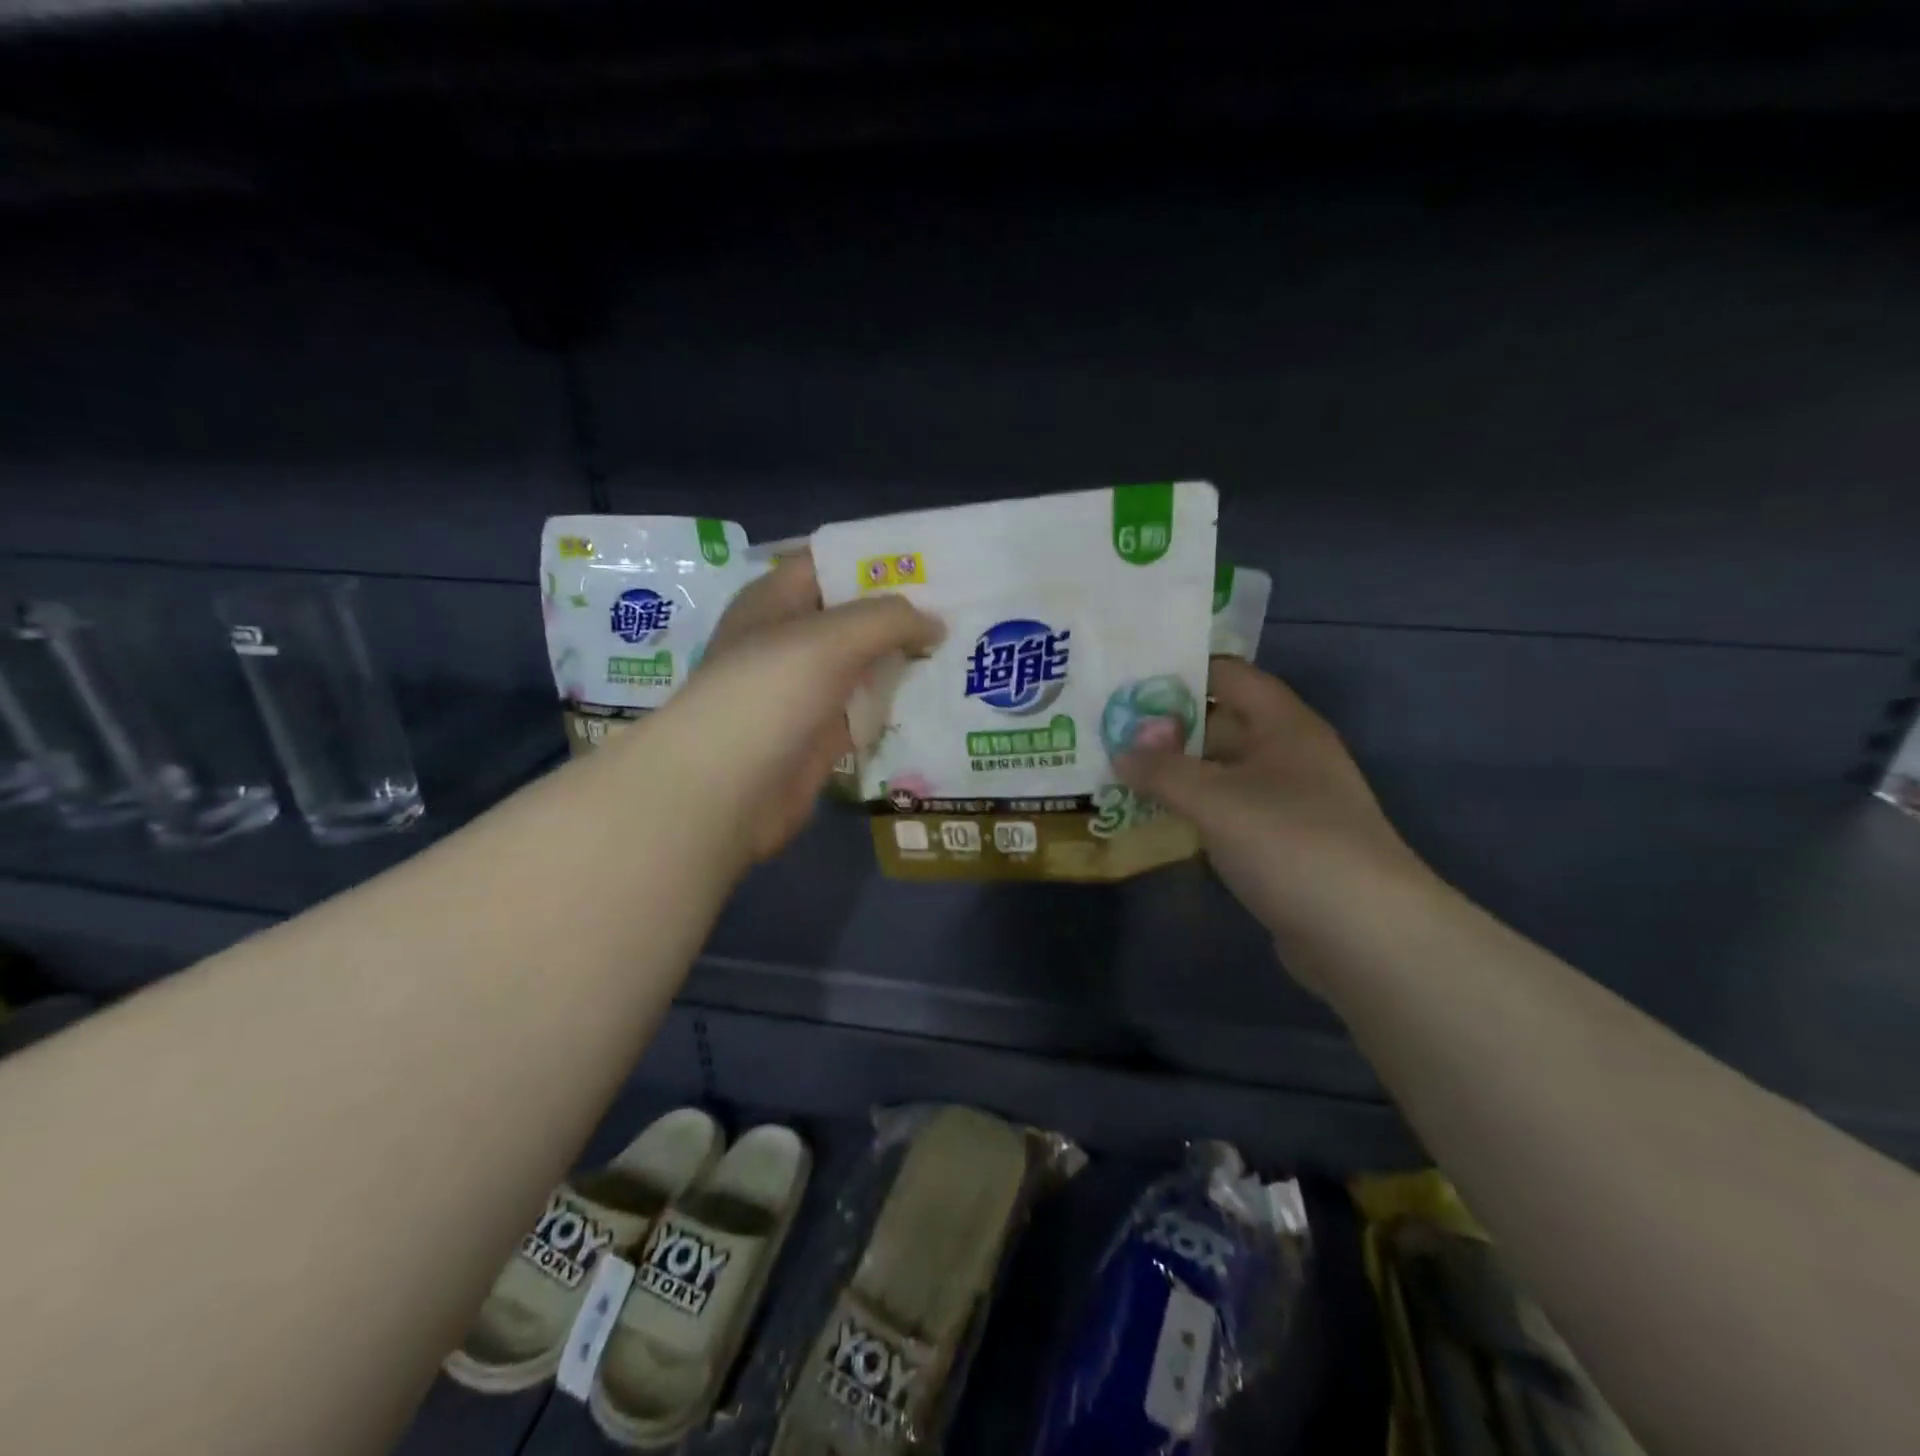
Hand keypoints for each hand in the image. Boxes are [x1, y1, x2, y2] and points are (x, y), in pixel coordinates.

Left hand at [644, 554, 940, 864]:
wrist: (725, 787)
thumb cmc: (770, 691)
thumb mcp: (832, 637)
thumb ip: (889, 619)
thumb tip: (936, 624)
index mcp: (776, 600)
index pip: (830, 563)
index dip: (878, 559)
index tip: (935, 561)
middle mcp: (789, 640)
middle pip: (853, 616)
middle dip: (902, 613)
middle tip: (963, 608)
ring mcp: (804, 690)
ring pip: (863, 665)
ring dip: (904, 660)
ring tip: (963, 648)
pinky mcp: (819, 735)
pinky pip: (866, 710)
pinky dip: (896, 704)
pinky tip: (939, 697)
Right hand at [1118, 658, 1431, 947]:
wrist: (1364, 935)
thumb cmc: (1291, 843)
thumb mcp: (1216, 799)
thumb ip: (1162, 770)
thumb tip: (1120, 752)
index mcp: (1282, 724)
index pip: (1227, 675)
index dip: (1179, 671)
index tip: (1124, 681)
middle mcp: (1286, 754)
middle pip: (1218, 724)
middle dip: (1164, 728)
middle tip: (1105, 731)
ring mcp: (1285, 802)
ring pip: (1218, 773)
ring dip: (1173, 774)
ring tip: (1114, 772)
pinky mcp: (1278, 844)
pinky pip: (1225, 813)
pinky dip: (1191, 812)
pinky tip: (1151, 819)